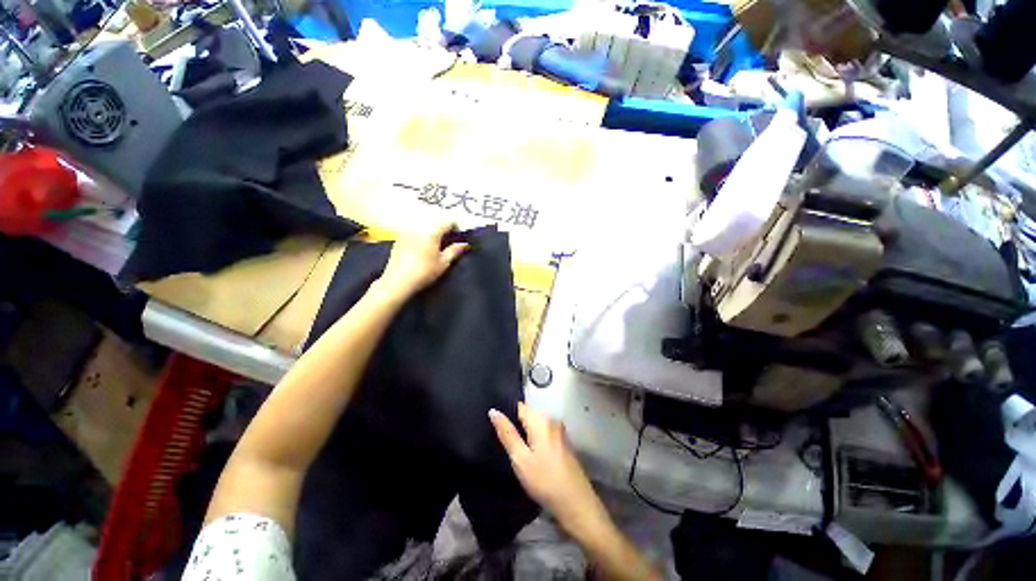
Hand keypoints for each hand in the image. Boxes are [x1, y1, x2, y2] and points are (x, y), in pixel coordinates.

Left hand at [379, 221, 467, 297]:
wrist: (398, 281)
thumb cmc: (424, 272)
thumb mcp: (443, 263)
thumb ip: (454, 251)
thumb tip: (464, 243)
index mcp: (432, 231)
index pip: (448, 221)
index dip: (456, 228)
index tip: (459, 238)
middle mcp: (419, 226)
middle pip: (436, 221)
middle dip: (444, 229)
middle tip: (448, 242)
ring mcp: (407, 230)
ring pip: (424, 224)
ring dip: (432, 231)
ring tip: (435, 245)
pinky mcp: (399, 237)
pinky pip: (414, 230)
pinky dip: (421, 235)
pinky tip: (421, 248)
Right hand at [489, 403, 609, 535]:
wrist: (576, 503)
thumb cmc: (544, 480)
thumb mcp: (520, 459)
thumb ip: (507, 433)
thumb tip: (493, 411)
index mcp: (541, 419)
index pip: (519, 406)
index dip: (506, 412)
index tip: (493, 424)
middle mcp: (552, 419)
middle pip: (528, 415)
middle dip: (515, 424)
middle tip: (500, 439)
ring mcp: (559, 431)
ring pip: (536, 425)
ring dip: (525, 433)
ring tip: (512, 447)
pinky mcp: (563, 442)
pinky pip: (544, 433)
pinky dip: (535, 439)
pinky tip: (529, 454)